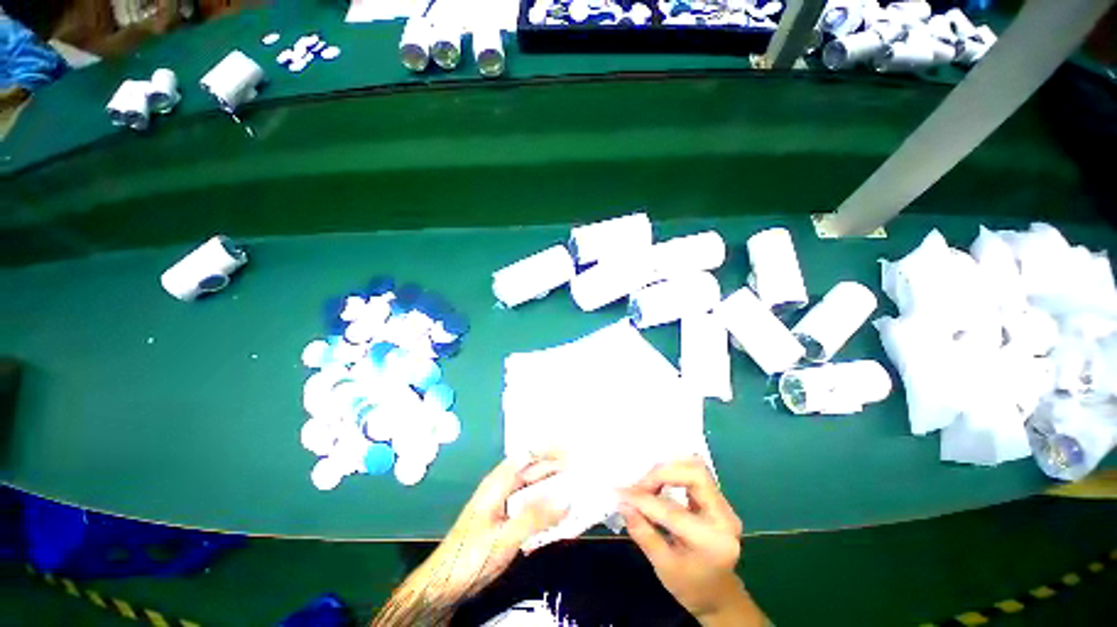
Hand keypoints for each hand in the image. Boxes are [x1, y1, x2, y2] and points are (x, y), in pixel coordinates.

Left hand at [429, 453, 567, 595]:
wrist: (445, 584)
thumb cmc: (471, 556)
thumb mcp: (505, 537)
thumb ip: (535, 517)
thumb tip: (566, 499)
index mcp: (498, 483)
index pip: (527, 455)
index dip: (548, 449)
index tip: (571, 449)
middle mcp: (501, 488)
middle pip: (531, 470)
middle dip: (554, 466)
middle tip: (579, 468)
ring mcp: (503, 505)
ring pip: (532, 488)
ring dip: (552, 485)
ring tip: (575, 486)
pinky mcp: (505, 521)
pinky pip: (530, 506)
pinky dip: (545, 505)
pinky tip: (558, 513)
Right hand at [620, 457, 763, 625]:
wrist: (718, 595)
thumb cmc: (690, 586)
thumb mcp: (664, 567)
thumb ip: (643, 533)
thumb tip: (623, 504)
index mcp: (712, 542)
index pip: (674, 511)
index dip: (644, 500)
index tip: (621, 494)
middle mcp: (724, 517)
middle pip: (695, 474)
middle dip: (661, 474)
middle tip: (639, 486)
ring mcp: (724, 505)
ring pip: (695, 468)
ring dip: (667, 470)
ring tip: (647, 484)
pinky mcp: (717, 498)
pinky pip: (694, 473)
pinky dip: (673, 472)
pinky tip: (658, 484)